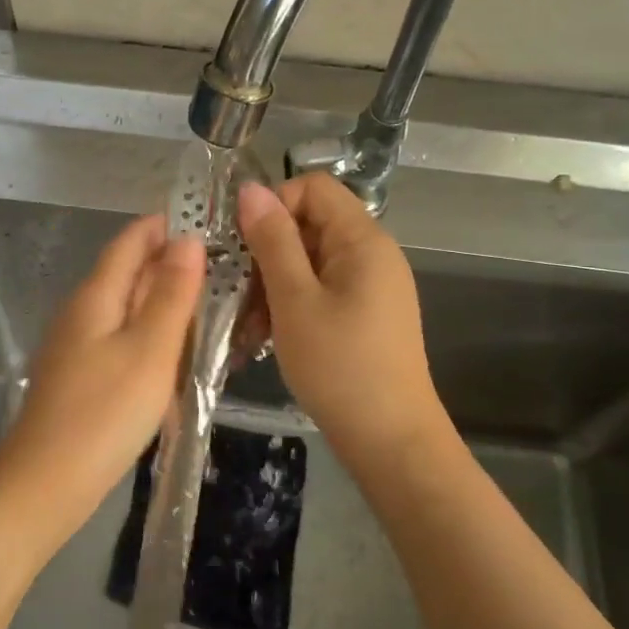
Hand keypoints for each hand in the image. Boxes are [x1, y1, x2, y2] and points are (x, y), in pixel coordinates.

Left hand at [0, 215, 203, 543]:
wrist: (44, 485)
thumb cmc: (103, 414)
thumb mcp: (149, 350)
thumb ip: (171, 294)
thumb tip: (189, 239)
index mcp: (96, 296)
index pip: (131, 241)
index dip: (166, 226)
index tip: (211, 223)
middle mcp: (82, 312)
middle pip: (128, 272)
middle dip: (172, 264)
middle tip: (227, 270)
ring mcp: (77, 346)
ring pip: (127, 309)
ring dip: (164, 303)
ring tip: (212, 308)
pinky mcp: (81, 378)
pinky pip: (122, 340)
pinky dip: (151, 337)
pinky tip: (176, 355)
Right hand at [238, 175, 446, 463]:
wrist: (391, 440)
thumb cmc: (339, 366)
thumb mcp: (295, 300)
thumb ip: (273, 241)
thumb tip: (251, 189)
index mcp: (362, 240)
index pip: (313, 188)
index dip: (274, 206)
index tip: (243, 245)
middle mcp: (372, 254)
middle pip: (309, 226)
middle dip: (267, 254)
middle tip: (238, 295)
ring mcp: (371, 286)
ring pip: (309, 263)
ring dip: (272, 286)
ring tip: (249, 328)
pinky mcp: (365, 315)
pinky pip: (320, 292)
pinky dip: (291, 307)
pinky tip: (267, 339)